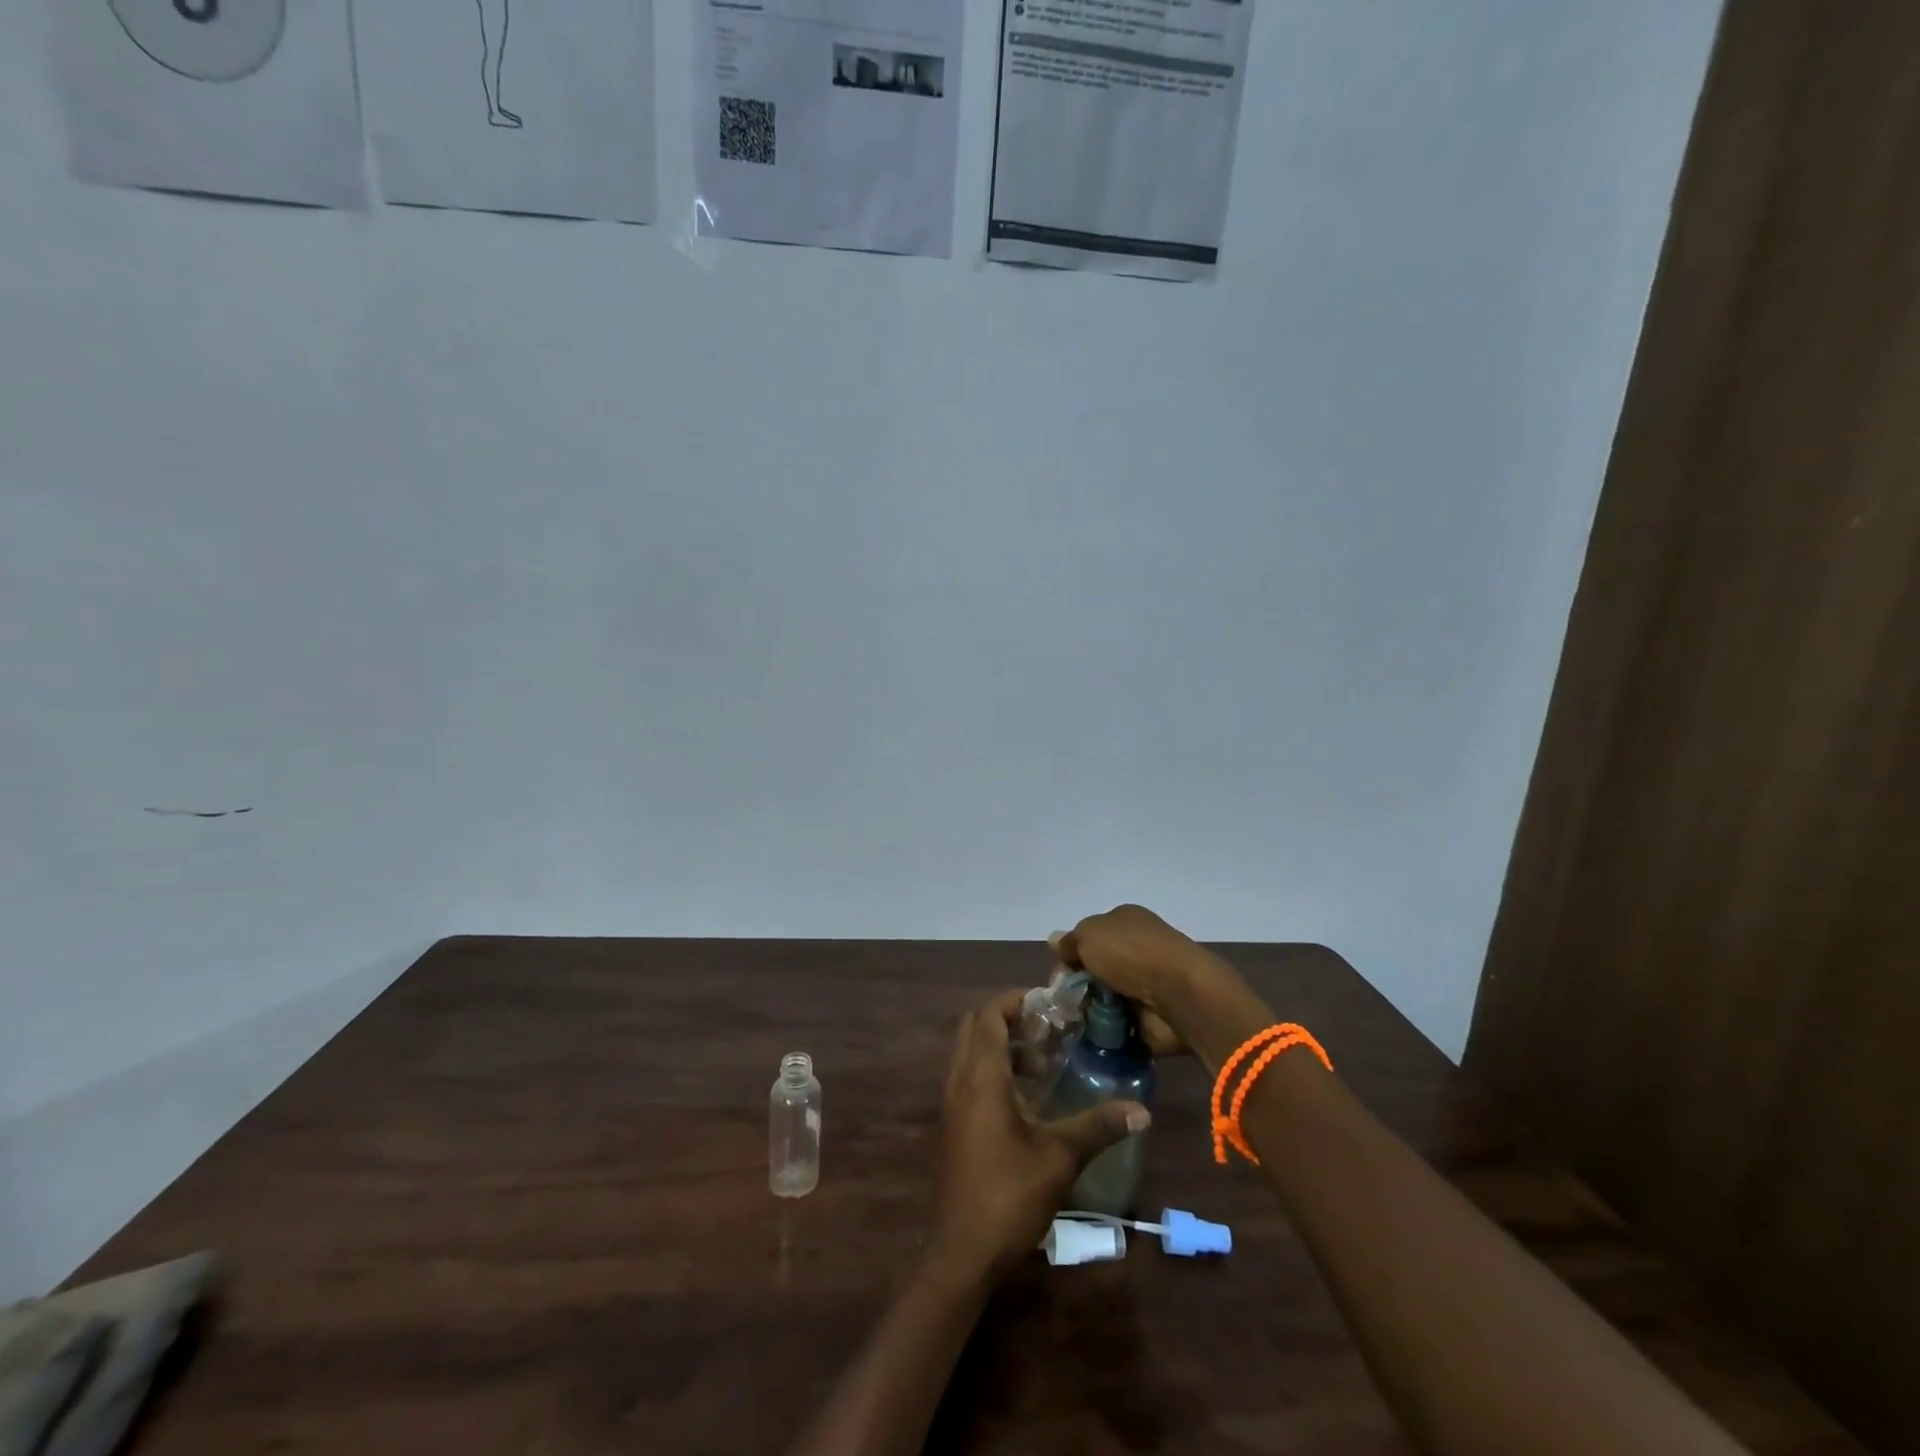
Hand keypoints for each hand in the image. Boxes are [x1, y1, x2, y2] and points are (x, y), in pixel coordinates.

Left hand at [929, 991, 1148, 1282]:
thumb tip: (1141, 1110)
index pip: (988, 1015)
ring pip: (970, 1052)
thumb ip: (1097, 1126)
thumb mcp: (1060, 1158)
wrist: (962, 1253)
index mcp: (980, 1078)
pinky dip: (992, 1069)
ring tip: (1043, 1061)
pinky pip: (968, 1077)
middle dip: (1008, 1018)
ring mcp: (951, 1104)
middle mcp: (959, 1081)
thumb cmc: (1008, 1196)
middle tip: (1047, 1029)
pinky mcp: (953, 1125)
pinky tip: (1027, 1097)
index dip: (1014, 1000)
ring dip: (1001, 1045)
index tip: (1048, 1002)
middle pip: (974, 1027)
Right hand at [1050, 904, 1220, 1056]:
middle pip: (1096, 969)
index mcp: (1125, 922)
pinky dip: (1107, 1033)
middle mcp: (1137, 949)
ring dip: (1090, 1011)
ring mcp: (1146, 984)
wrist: (1180, 995)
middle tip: (1064, 1004)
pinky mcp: (1152, 1017)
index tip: (1059, 977)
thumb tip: (1055, 942)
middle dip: (1078, 987)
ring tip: (1074, 1025)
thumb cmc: (1132, 954)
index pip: (1089, 938)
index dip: (1070, 956)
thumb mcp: (1090, 935)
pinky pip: (1120, 1025)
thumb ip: (1070, 941)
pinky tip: (1092, 1038)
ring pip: (1105, 999)